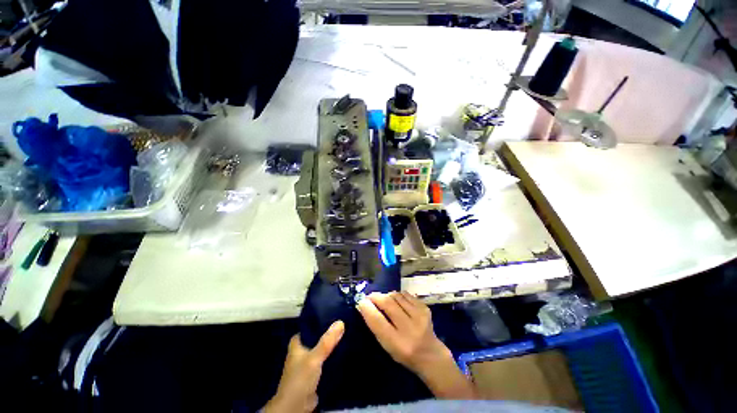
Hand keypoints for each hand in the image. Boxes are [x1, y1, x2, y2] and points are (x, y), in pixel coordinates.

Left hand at [263, 321, 343, 412]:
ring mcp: (309, 360)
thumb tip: (341, 322)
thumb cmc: (300, 378)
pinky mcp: (315, 371)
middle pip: (319, 336)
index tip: (337, 313)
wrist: (296, 406)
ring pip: (323, 347)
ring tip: (348, 333)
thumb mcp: (314, 357)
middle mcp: (303, 349)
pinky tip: (345, 350)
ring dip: (333, 344)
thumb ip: (327, 341)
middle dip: (330, 332)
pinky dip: (334, 355)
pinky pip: (326, 359)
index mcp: (298, 342)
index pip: (311, 325)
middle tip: (346, 323)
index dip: (323, 319)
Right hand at [357, 292, 476, 398]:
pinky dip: (398, 295)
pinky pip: (405, 294)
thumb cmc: (404, 353)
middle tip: (370, 296)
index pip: (378, 321)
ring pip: (396, 295)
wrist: (431, 354)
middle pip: (388, 303)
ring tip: (384, 300)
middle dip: (376, 297)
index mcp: (398, 343)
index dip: (367, 308)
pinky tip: (397, 301)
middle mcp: (410, 329)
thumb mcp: (387, 346)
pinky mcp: (425, 308)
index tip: (360, 301)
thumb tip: (364, 304)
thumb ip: (377, 326)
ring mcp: (420, 316)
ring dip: (387, 295)